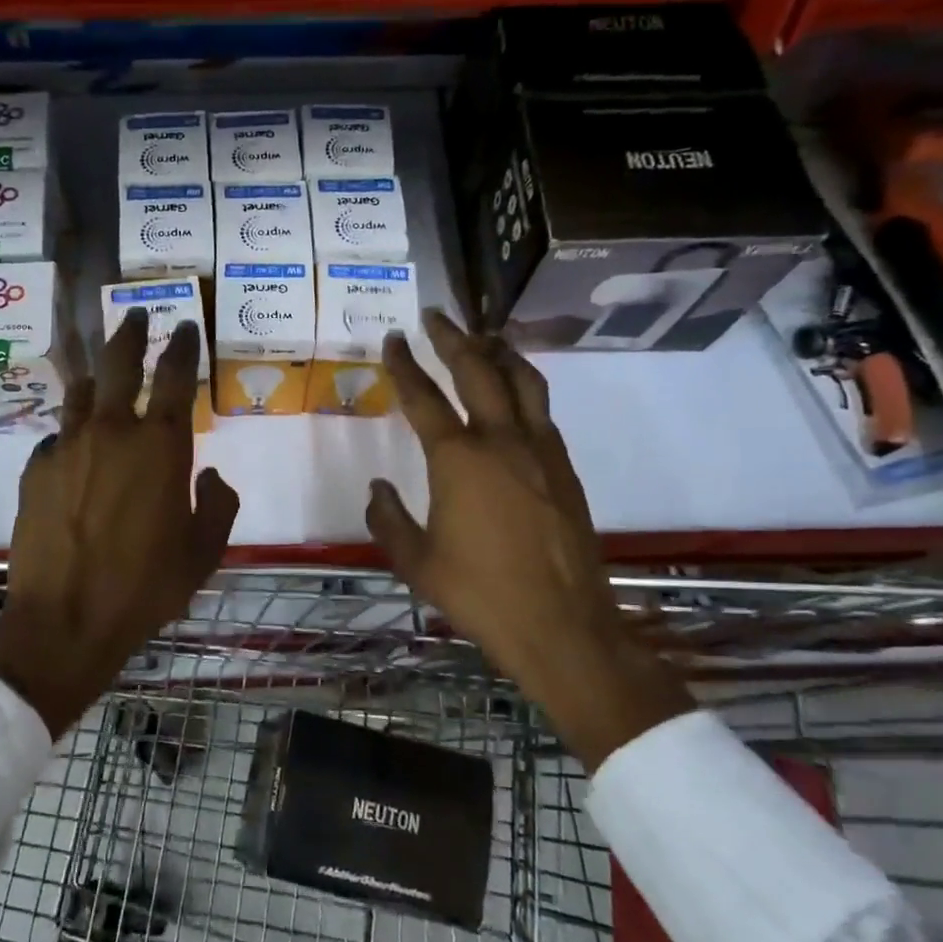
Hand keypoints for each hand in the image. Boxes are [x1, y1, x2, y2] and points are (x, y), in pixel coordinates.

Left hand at [0, 310, 238, 735]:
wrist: (65, 620)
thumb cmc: (145, 588)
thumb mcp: (203, 553)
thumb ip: (217, 506)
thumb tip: (208, 476)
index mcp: (161, 447)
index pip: (175, 376)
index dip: (182, 345)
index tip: (185, 326)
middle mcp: (113, 433)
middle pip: (119, 362)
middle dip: (131, 332)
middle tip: (136, 314)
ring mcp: (68, 447)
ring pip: (81, 391)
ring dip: (95, 374)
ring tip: (100, 371)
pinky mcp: (35, 469)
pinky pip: (57, 437)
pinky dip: (70, 433)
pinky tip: (73, 449)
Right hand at [368, 311, 691, 768]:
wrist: (562, 625)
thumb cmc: (480, 594)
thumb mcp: (416, 562)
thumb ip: (388, 519)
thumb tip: (377, 488)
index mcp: (459, 460)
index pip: (424, 397)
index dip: (404, 365)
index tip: (394, 339)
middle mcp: (502, 441)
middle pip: (477, 370)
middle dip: (453, 338)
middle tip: (436, 316)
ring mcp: (541, 451)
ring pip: (522, 381)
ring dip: (498, 352)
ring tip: (482, 335)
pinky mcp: (565, 468)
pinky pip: (541, 409)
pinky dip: (523, 385)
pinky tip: (514, 392)